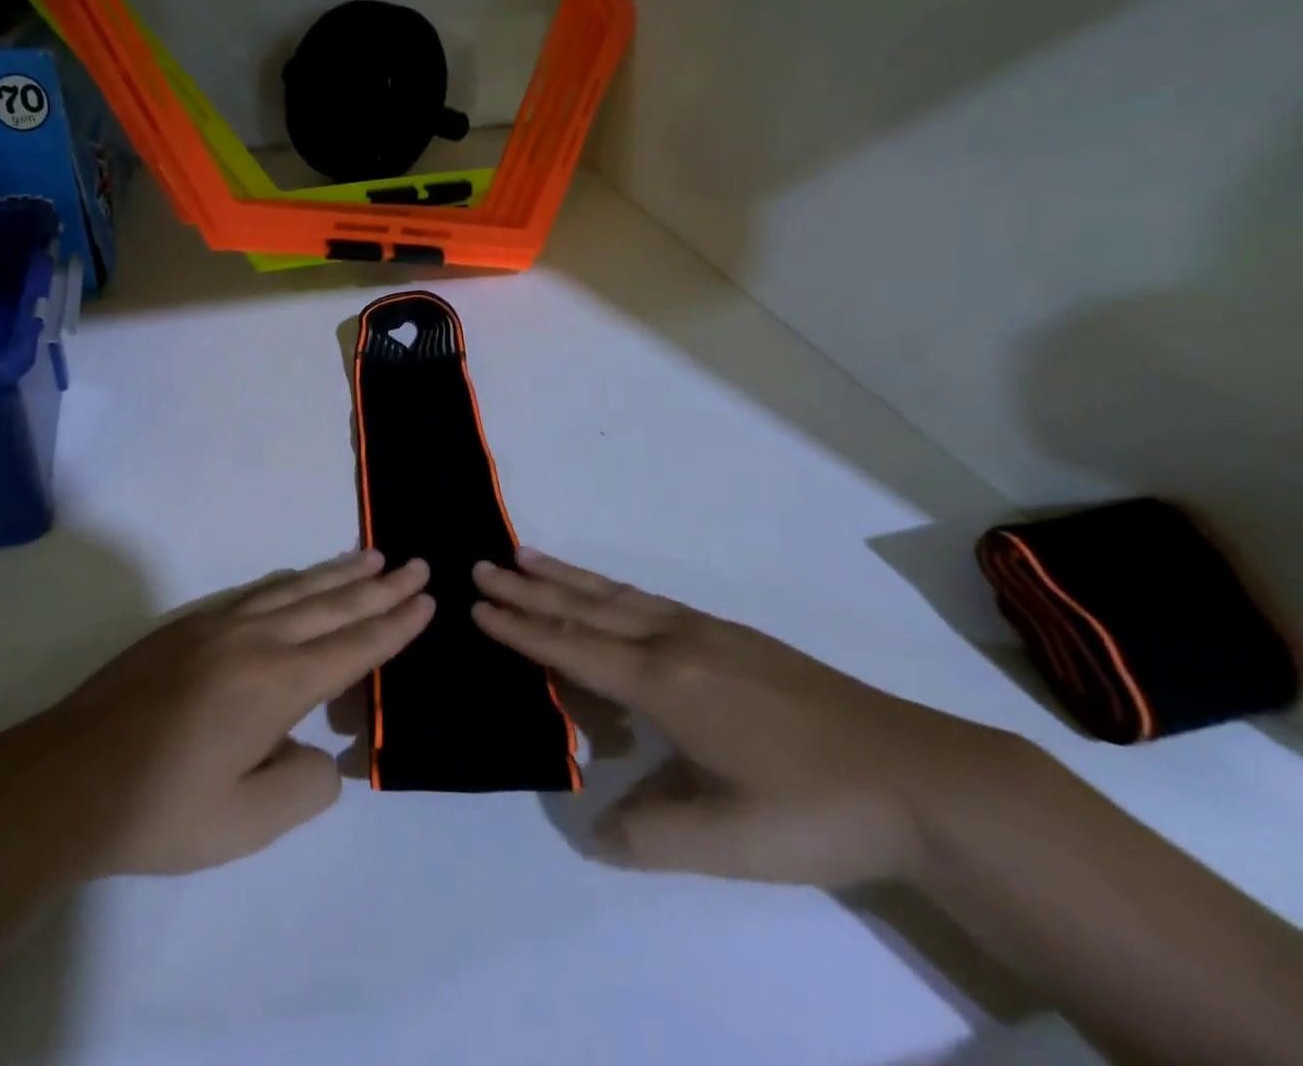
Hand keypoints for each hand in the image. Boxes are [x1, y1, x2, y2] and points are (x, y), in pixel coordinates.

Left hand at [0, 552, 431, 877]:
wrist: (68, 778)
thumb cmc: (162, 808)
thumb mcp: (247, 823)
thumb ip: (304, 785)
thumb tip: (324, 755)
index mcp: (278, 683)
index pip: (354, 646)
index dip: (394, 624)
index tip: (426, 600)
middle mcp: (256, 640)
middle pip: (333, 605)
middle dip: (380, 586)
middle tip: (417, 564)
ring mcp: (220, 625)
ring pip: (297, 588)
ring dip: (340, 573)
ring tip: (373, 555)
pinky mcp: (190, 626)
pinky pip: (259, 591)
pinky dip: (294, 580)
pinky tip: (302, 578)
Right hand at [473, 549, 1028, 888]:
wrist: (920, 778)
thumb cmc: (813, 810)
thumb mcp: (725, 842)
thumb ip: (646, 835)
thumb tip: (592, 828)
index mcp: (663, 683)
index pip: (572, 650)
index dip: (521, 630)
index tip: (477, 608)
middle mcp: (675, 642)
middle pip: (585, 608)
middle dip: (528, 589)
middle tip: (482, 566)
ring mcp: (707, 632)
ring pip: (617, 595)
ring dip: (566, 577)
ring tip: (526, 556)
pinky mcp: (734, 636)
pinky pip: (650, 601)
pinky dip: (610, 590)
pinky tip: (609, 595)